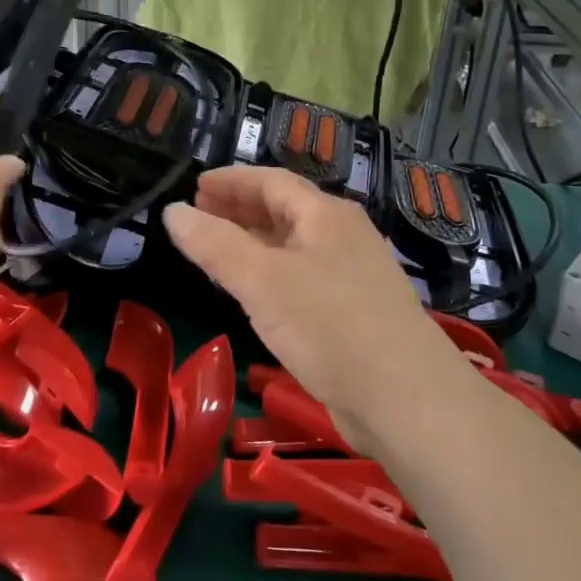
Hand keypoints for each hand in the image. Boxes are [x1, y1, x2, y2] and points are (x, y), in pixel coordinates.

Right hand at [162, 167, 450, 439]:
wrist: (407, 400)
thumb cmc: (330, 326)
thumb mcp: (263, 281)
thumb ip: (214, 245)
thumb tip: (172, 212)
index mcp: (325, 215)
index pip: (271, 181)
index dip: (231, 180)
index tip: (195, 186)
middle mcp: (342, 235)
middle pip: (284, 209)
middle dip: (239, 208)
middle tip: (199, 213)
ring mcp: (352, 274)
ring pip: (293, 244)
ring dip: (253, 241)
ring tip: (215, 248)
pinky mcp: (354, 311)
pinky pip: (302, 276)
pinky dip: (270, 272)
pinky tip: (254, 292)